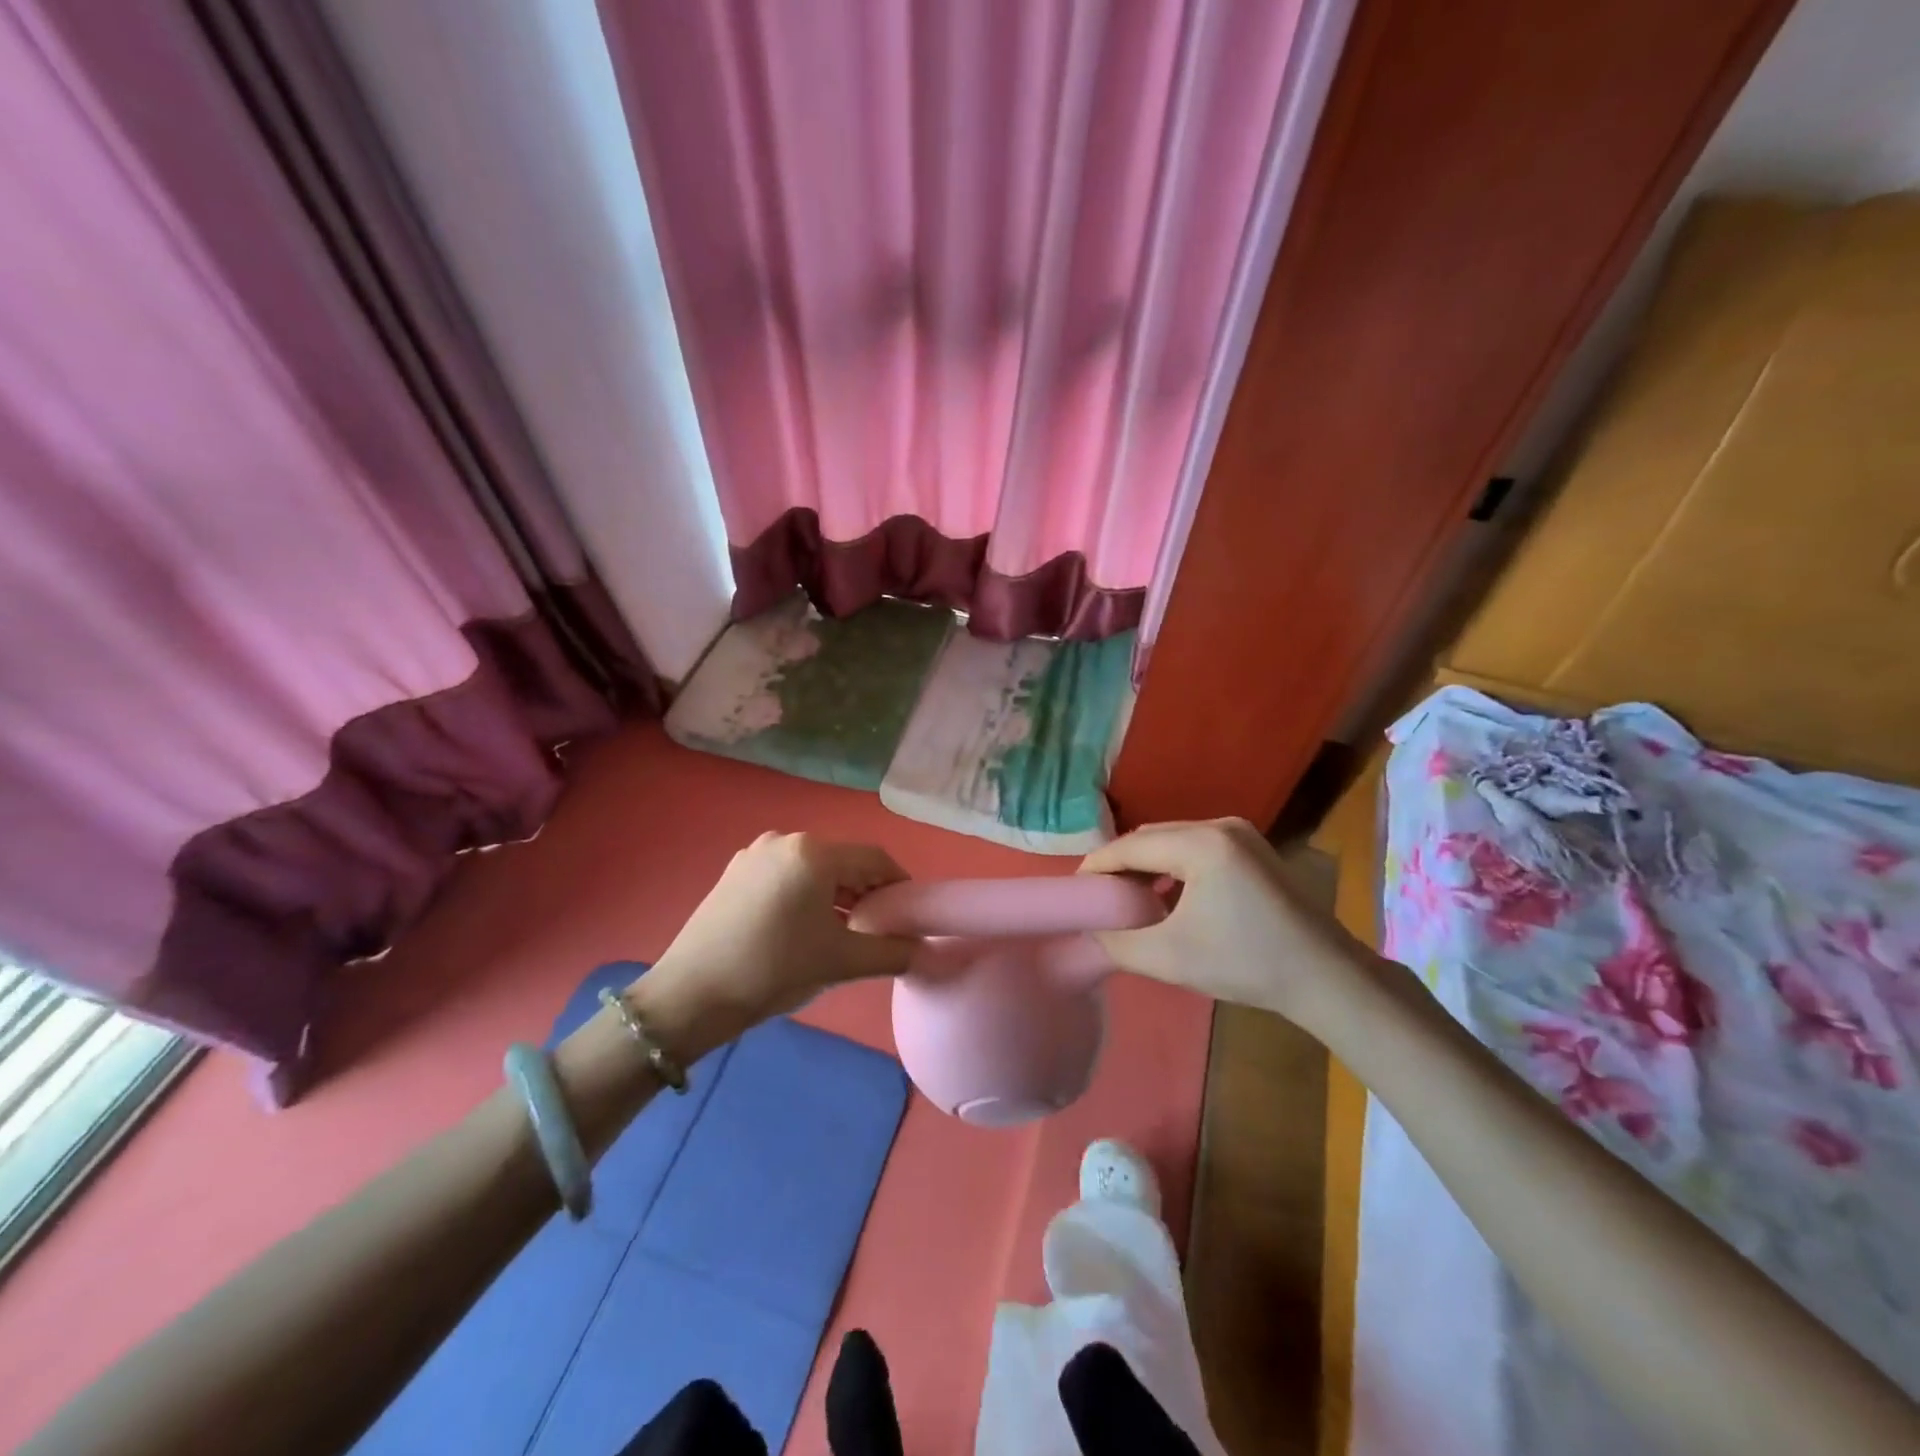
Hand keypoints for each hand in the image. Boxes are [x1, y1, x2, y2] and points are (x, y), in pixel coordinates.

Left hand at [643, 832, 914, 1044]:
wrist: (690, 995)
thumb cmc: (774, 969)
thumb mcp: (841, 962)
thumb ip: (892, 952)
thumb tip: (926, 951)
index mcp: (813, 852)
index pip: (874, 859)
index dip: (899, 885)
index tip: (909, 916)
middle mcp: (784, 840)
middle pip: (843, 861)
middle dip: (866, 892)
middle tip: (878, 929)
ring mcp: (754, 855)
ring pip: (813, 869)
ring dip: (836, 895)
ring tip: (843, 933)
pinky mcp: (734, 873)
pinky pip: (786, 876)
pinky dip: (806, 895)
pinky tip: (804, 929)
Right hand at [1079, 818, 1373, 1027]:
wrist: (1327, 977)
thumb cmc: (1247, 964)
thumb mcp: (1169, 958)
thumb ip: (1117, 942)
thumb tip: (1086, 933)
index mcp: (1200, 843)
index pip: (1130, 846)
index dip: (1096, 868)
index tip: (1072, 893)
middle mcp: (1219, 825)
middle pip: (1150, 837)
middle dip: (1120, 865)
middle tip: (1097, 899)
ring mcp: (1240, 833)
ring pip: (1172, 840)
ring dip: (1146, 866)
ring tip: (1126, 900)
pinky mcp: (1252, 847)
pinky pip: (1195, 847)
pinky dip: (1172, 866)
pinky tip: (1166, 896)